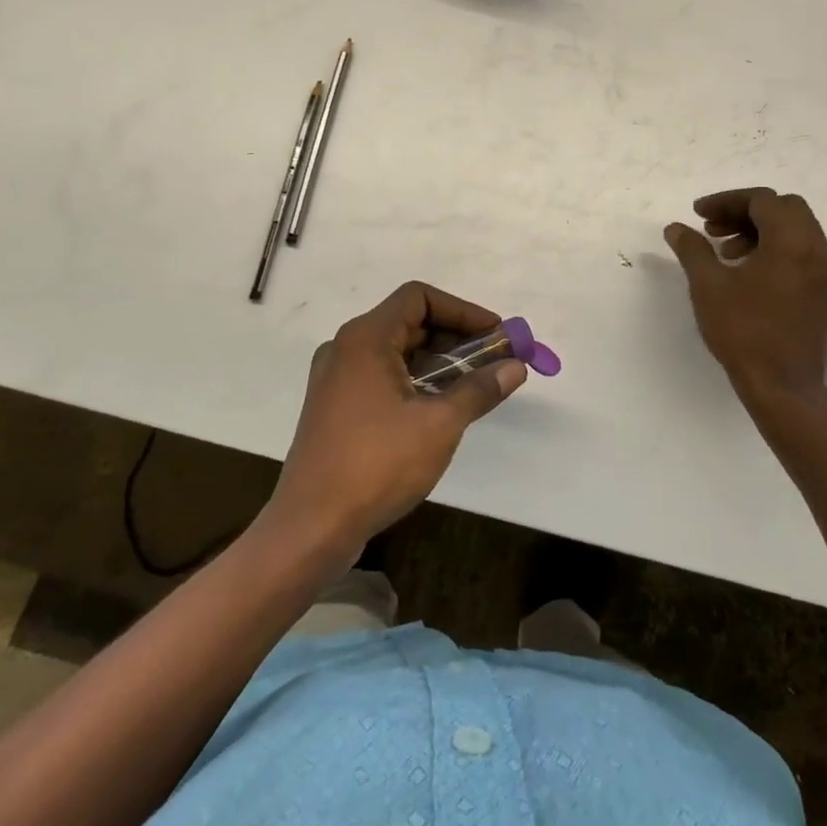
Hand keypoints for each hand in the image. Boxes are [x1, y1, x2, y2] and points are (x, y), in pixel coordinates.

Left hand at [265, 281, 526, 557]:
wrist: (311, 528)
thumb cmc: (376, 465)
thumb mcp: (439, 424)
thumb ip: (479, 389)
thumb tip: (516, 367)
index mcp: (366, 339)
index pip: (419, 298)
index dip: (462, 310)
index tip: (496, 334)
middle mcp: (346, 348)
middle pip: (409, 322)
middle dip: (456, 336)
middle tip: (495, 359)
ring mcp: (337, 378)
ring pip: (397, 351)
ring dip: (438, 360)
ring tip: (475, 383)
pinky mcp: (335, 406)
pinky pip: (383, 375)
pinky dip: (416, 379)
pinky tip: (441, 406)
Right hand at [665, 187, 826, 409]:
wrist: (784, 387)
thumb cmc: (744, 332)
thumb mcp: (708, 287)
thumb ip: (692, 249)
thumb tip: (675, 228)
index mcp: (792, 241)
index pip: (762, 200)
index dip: (726, 202)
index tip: (698, 215)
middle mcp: (819, 249)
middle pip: (784, 209)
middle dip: (745, 213)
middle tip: (714, 231)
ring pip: (796, 231)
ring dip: (761, 232)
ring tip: (727, 255)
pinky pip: (805, 255)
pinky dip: (778, 251)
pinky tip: (750, 276)